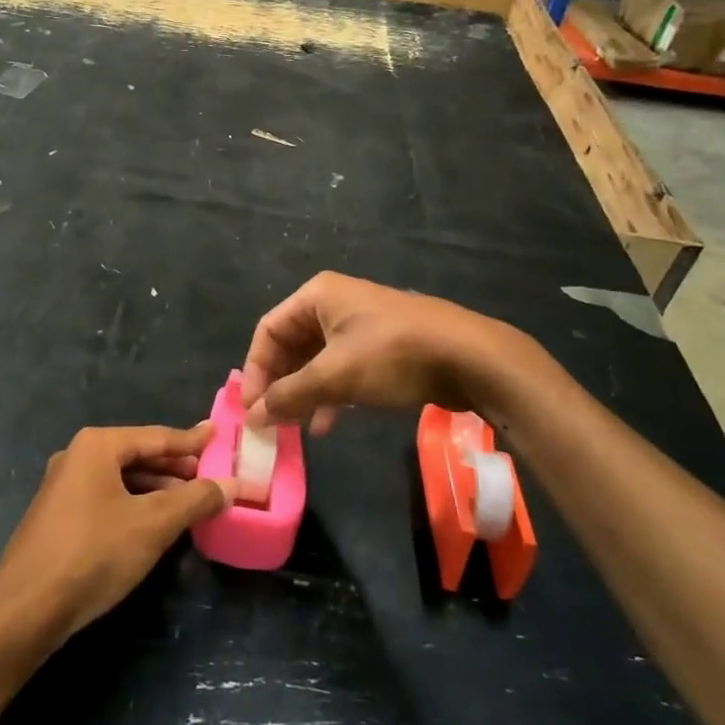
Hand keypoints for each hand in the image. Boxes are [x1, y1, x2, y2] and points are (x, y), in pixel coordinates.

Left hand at [0, 424, 235, 644]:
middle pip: (138, 455)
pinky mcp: (58, 517)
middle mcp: (77, 457)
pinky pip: (106, 499)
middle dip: (175, 467)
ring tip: (190, 502)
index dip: (191, 441)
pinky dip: (135, 505)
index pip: (156, 437)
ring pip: (121, 479)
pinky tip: (154, 524)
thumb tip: (231, 485)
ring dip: (156, 489)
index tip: (219, 435)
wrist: (26, 608)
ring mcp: (63, 487)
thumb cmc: (94, 553)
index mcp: (97, 445)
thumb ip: (195, 500)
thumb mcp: (153, 524)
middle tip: (211, 476)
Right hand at [241, 272, 514, 432]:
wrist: (472, 358)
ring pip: (317, 360)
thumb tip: (254, 417)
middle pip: (290, 345)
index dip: (255, 371)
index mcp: (317, 296)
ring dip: (304, 393)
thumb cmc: (393, 356)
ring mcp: (361, 324)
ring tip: (295, 428)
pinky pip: (342, 368)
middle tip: (271, 422)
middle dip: (280, 384)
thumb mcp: (335, 376)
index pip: (267, 331)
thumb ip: (289, 396)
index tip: (252, 410)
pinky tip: (327, 424)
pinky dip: (330, 394)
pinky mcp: (382, 346)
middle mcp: (334, 303)